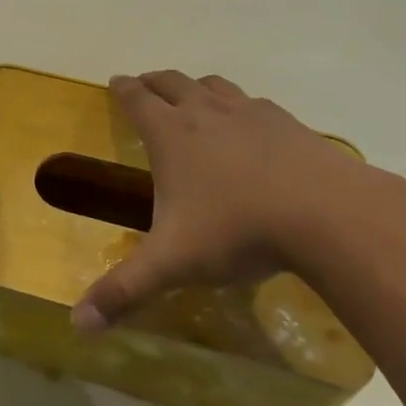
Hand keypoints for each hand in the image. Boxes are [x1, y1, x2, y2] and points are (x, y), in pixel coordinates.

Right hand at [73, 70, 402, 329]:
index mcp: (171, 135)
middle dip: (154, 82)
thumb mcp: (174, 263)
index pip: (138, 100)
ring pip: (213, 85)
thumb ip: (125, 290)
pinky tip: (250, 125)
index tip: (116, 81)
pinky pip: (253, 103)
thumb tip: (78, 324)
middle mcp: (205, 112)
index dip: (123, 89)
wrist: (327, 214)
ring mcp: (249, 113)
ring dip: (196, 87)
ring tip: (192, 96)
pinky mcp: (287, 123)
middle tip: (145, 85)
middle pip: (172, 82)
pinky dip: (240, 106)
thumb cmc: (238, 231)